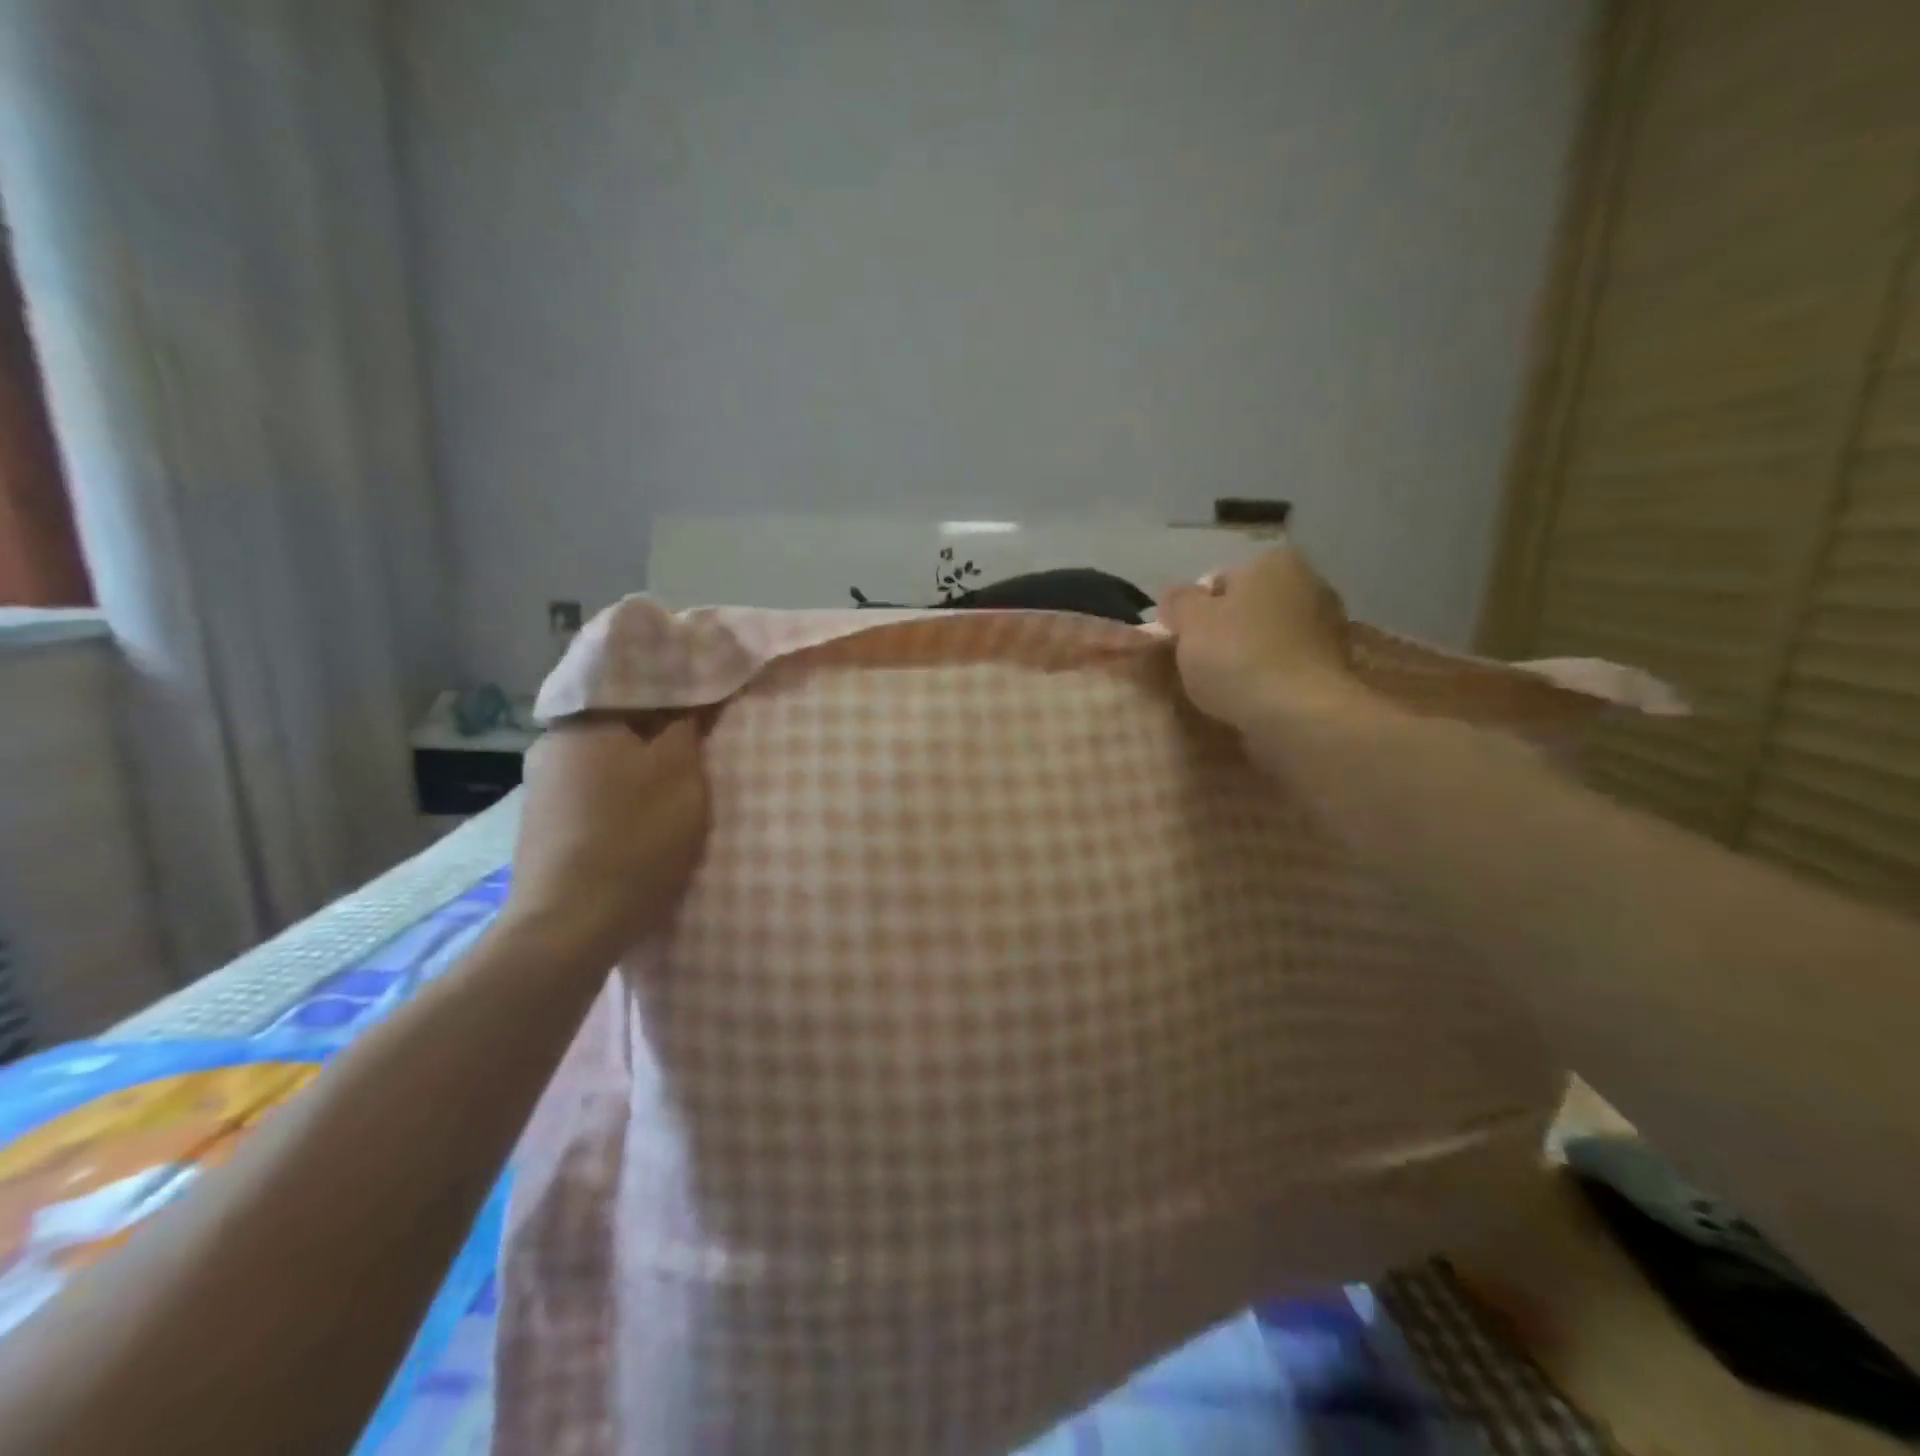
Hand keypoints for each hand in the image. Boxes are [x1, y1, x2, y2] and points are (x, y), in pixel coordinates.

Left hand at [499, 718, 710, 964]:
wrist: (570, 926)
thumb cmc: (635, 837)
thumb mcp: (680, 773)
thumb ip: (687, 727)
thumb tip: (691, 699)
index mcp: (582, 722)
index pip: (637, 688)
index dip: (677, 696)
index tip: (707, 711)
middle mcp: (551, 747)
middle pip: (619, 728)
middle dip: (656, 737)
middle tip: (697, 752)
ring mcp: (540, 791)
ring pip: (604, 764)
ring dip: (636, 772)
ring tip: (672, 791)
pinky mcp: (540, 830)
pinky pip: (590, 797)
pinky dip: (617, 801)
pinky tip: (638, 824)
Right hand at [1158, 544, 1369, 729]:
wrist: (1300, 715)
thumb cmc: (1238, 656)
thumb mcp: (1190, 622)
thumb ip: (1178, 602)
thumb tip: (1177, 596)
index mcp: (1273, 562)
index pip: (1220, 581)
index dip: (1195, 612)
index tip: (1182, 642)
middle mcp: (1310, 584)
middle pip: (1248, 608)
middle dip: (1226, 631)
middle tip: (1199, 666)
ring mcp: (1330, 626)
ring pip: (1269, 637)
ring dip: (1249, 656)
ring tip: (1225, 688)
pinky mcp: (1337, 666)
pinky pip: (1288, 665)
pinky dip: (1271, 677)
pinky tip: (1254, 699)